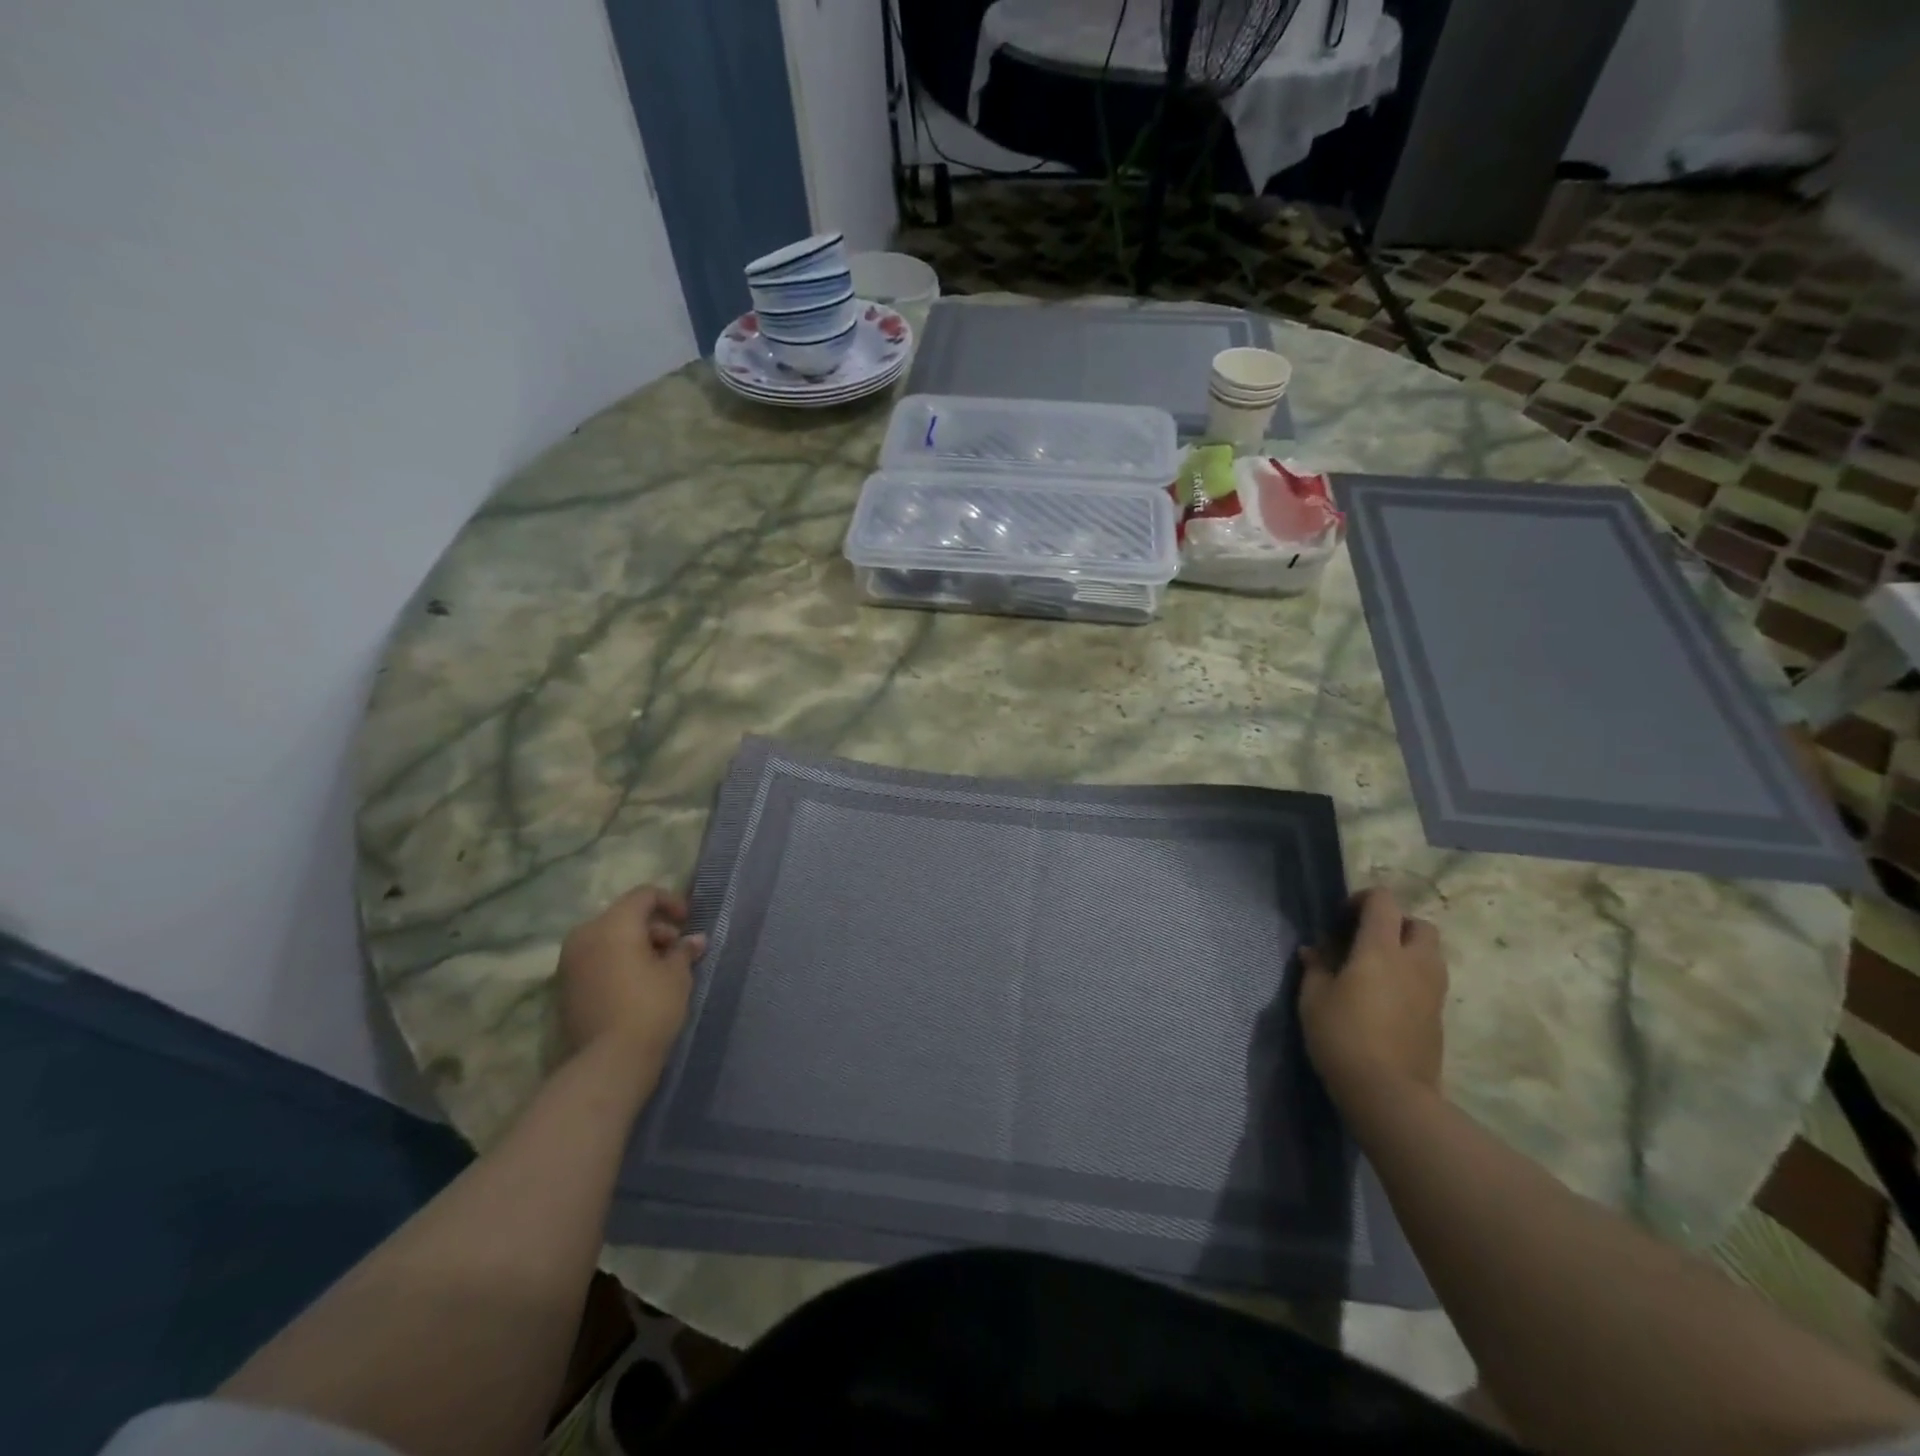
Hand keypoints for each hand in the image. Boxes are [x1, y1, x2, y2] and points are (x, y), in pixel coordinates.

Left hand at [557, 887, 706, 1062]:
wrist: (609, 1060)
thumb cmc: (650, 1006)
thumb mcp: (677, 975)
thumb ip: (684, 950)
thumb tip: (695, 940)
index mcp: (613, 924)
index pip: (644, 895)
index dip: (670, 902)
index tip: (687, 922)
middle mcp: (585, 935)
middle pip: (624, 916)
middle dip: (653, 927)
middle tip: (675, 950)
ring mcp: (570, 961)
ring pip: (608, 938)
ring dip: (635, 945)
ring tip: (659, 969)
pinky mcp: (565, 986)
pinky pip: (596, 959)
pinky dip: (617, 961)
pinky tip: (637, 984)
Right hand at [1298, 888, 1446, 1109]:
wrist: (1390, 1094)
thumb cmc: (1342, 1036)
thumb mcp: (1314, 998)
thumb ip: (1316, 967)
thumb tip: (1315, 951)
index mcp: (1381, 949)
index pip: (1383, 901)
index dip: (1362, 900)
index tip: (1341, 919)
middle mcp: (1415, 962)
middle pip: (1418, 924)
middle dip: (1394, 925)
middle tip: (1364, 943)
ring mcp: (1433, 991)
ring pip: (1430, 954)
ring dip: (1406, 952)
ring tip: (1375, 972)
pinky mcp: (1439, 1018)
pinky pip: (1429, 982)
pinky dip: (1411, 979)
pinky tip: (1385, 1000)